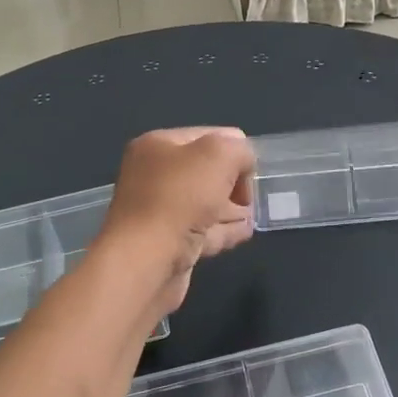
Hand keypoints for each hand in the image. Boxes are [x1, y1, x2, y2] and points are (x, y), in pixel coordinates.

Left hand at [102, 128, 255, 311]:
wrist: (146, 260)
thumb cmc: (180, 198)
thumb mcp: (219, 155)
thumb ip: (239, 150)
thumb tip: (242, 164)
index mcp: (157, 146)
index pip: (207, 136)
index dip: (233, 151)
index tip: (250, 172)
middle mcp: (153, 176)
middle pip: (205, 172)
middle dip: (231, 181)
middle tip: (250, 196)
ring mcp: (159, 213)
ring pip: (204, 204)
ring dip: (229, 207)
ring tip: (251, 214)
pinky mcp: (167, 245)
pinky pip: (202, 231)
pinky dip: (223, 230)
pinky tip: (243, 232)